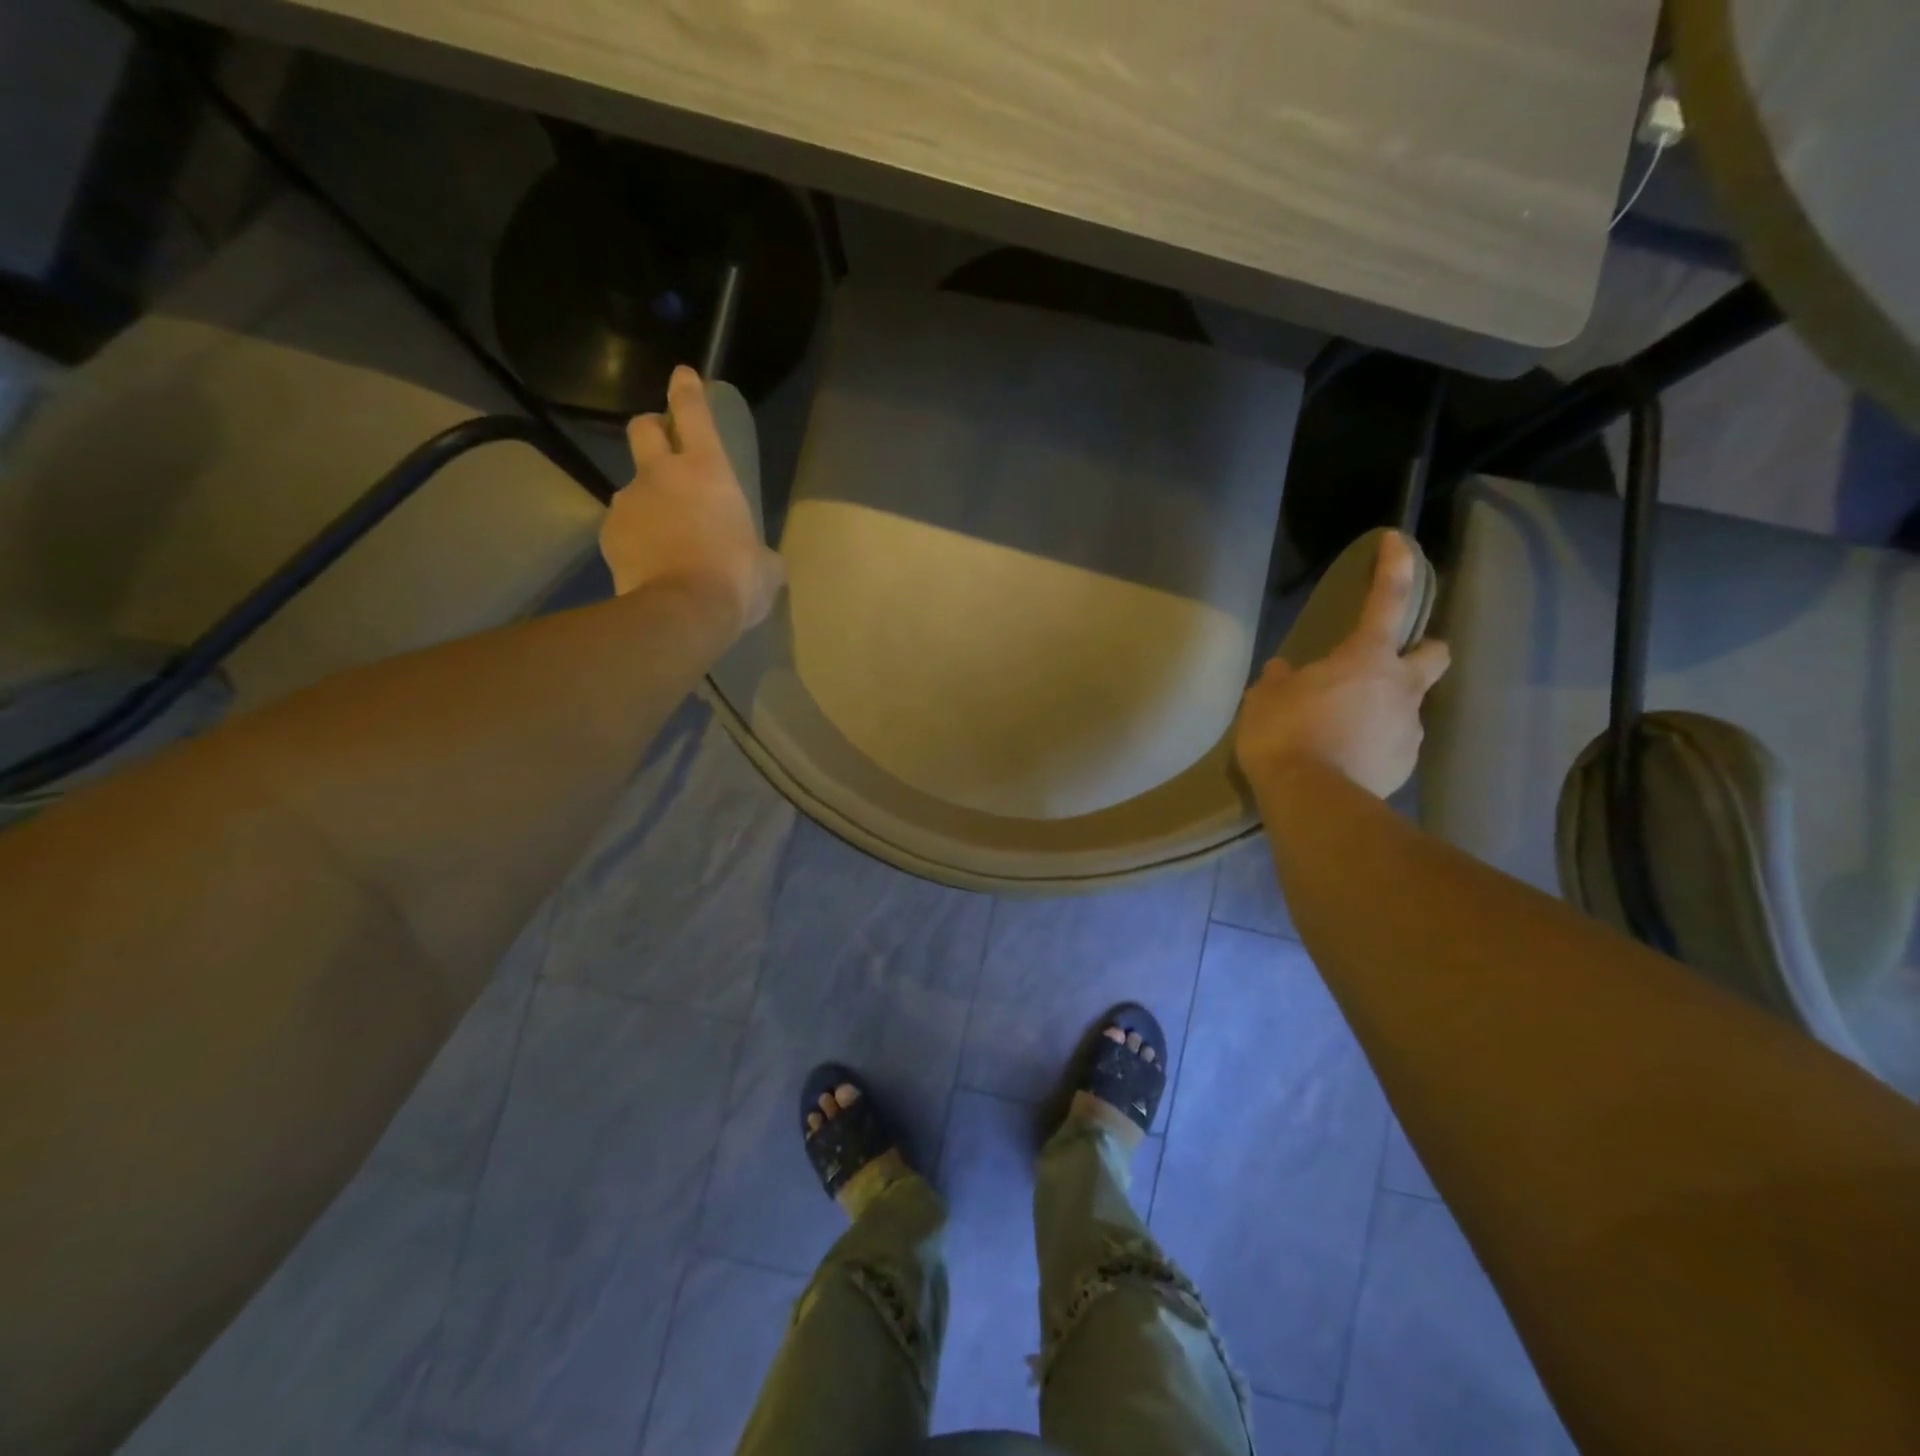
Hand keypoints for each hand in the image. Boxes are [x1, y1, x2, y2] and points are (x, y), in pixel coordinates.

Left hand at [599, 366, 784, 630]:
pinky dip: (635, 538)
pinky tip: (651, 563)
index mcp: (708, 471)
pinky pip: (622, 528)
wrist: (681, 613)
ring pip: (632, 486)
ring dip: (647, 500)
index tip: (682, 375)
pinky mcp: (608, 534)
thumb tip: (758, 560)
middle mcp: (662, 474)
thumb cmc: (735, 579)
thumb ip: (758, 551)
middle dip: (652, 429)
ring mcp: (628, 502)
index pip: (693, 412)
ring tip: (664, 536)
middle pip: (644, 428)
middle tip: (664, 448)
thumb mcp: (765, 567)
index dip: (687, 390)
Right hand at [1235, 531, 1450, 799]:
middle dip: (1422, 649)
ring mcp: (1408, 729)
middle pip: (1435, 652)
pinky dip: (1375, 745)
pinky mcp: (1404, 765)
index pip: (1387, 600)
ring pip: (1408, 705)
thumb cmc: (1285, 735)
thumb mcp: (1265, 700)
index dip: (1395, 566)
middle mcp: (1399, 687)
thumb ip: (1280, 680)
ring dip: (1385, 708)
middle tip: (1389, 663)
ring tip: (1344, 730)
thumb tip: (1285, 671)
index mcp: (1364, 659)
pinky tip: (1346, 760)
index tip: (1398, 540)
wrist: (1312, 800)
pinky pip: (1393, 744)